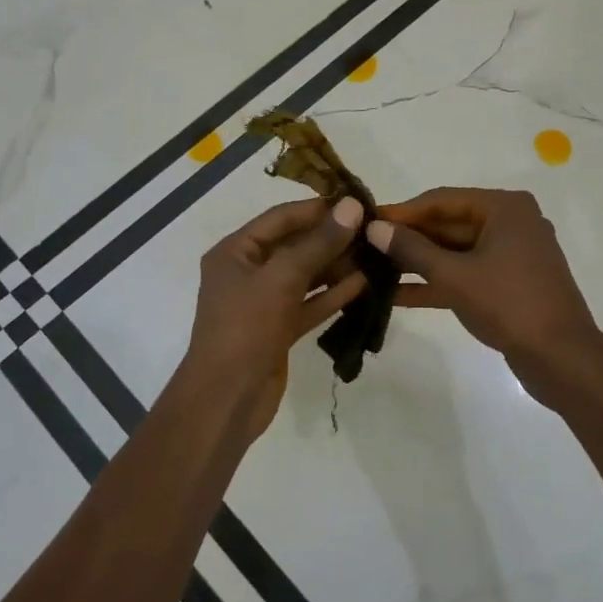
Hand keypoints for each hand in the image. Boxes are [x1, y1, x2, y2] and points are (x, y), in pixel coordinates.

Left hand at [179, 195, 366, 438]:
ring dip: (336, 266)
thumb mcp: (281, 279)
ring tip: (376, 254)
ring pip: (305, 276)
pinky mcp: (279, 329)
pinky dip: (333, 294)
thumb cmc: (245, 328)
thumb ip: (318, 244)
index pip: (280, 218)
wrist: (226, 399)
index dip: (317, 209)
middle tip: (374, 230)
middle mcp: (247, 272)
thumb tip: (352, 207)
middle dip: (331, 238)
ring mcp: (263, 303)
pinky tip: (365, 284)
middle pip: (294, 245)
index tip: (357, 202)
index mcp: (235, 252)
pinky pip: (309, 303)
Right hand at [367, 187, 602, 391]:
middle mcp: (510, 224)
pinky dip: (435, 283)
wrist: (562, 359)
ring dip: (416, 263)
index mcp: (504, 208)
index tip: (366, 221)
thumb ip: (412, 250)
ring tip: (371, 270)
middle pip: (447, 225)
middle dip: (407, 240)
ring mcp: (510, 256)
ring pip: (453, 253)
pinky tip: (394, 295)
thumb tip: (373, 228)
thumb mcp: (454, 276)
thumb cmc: (509, 304)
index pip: (441, 200)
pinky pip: (464, 275)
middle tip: (364, 247)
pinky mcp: (507, 285)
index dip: (402, 212)